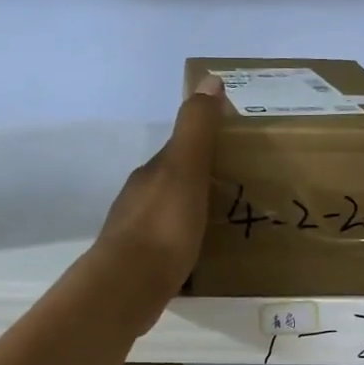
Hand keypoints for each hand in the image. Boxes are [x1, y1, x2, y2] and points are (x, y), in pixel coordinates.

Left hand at [89, 76, 223, 317]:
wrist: (128, 286)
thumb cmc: (163, 226)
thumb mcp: (184, 169)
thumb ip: (196, 128)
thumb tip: (209, 79)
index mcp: (151, 175)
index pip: (179, 153)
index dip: (203, 150)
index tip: (233, 156)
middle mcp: (138, 200)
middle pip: (173, 185)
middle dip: (199, 185)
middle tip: (235, 194)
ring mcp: (136, 235)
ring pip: (169, 217)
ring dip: (190, 217)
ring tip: (223, 228)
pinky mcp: (139, 267)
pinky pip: (167, 248)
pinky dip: (184, 247)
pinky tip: (200, 259)